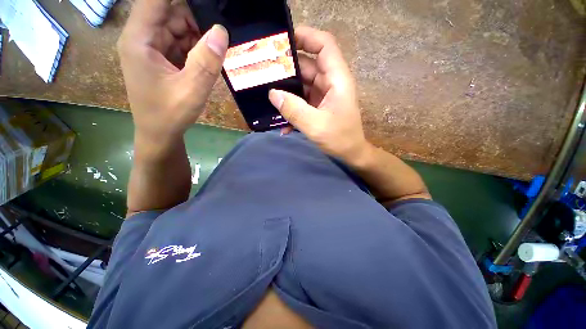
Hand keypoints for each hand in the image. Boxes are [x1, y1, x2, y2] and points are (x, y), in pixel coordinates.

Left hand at [117, 0, 227, 154]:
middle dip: (195, 18)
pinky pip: (179, 42)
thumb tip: (221, 31)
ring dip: (197, 34)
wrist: (159, 134)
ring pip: (176, 26)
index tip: (207, 4)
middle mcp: (142, 38)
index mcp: (139, 39)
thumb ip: (206, 62)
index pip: (155, 0)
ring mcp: (151, 48)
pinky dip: (195, 46)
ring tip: (216, 48)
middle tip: (219, 31)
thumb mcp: (192, 90)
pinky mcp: (160, 58)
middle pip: (168, 11)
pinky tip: (209, 57)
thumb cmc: (170, 114)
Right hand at [268, 26, 369, 161]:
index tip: (283, 39)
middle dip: (286, 67)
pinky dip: (292, 107)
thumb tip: (272, 94)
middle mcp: (330, 83)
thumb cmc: (340, 138)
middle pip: (308, 65)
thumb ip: (294, 109)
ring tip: (266, 95)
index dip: (306, 36)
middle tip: (264, 71)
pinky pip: (302, 100)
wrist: (350, 153)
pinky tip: (282, 121)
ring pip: (302, 84)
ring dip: (286, 90)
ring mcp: (323, 95)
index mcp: (336, 80)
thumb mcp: (316, 125)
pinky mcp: (318, 106)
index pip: (324, 45)